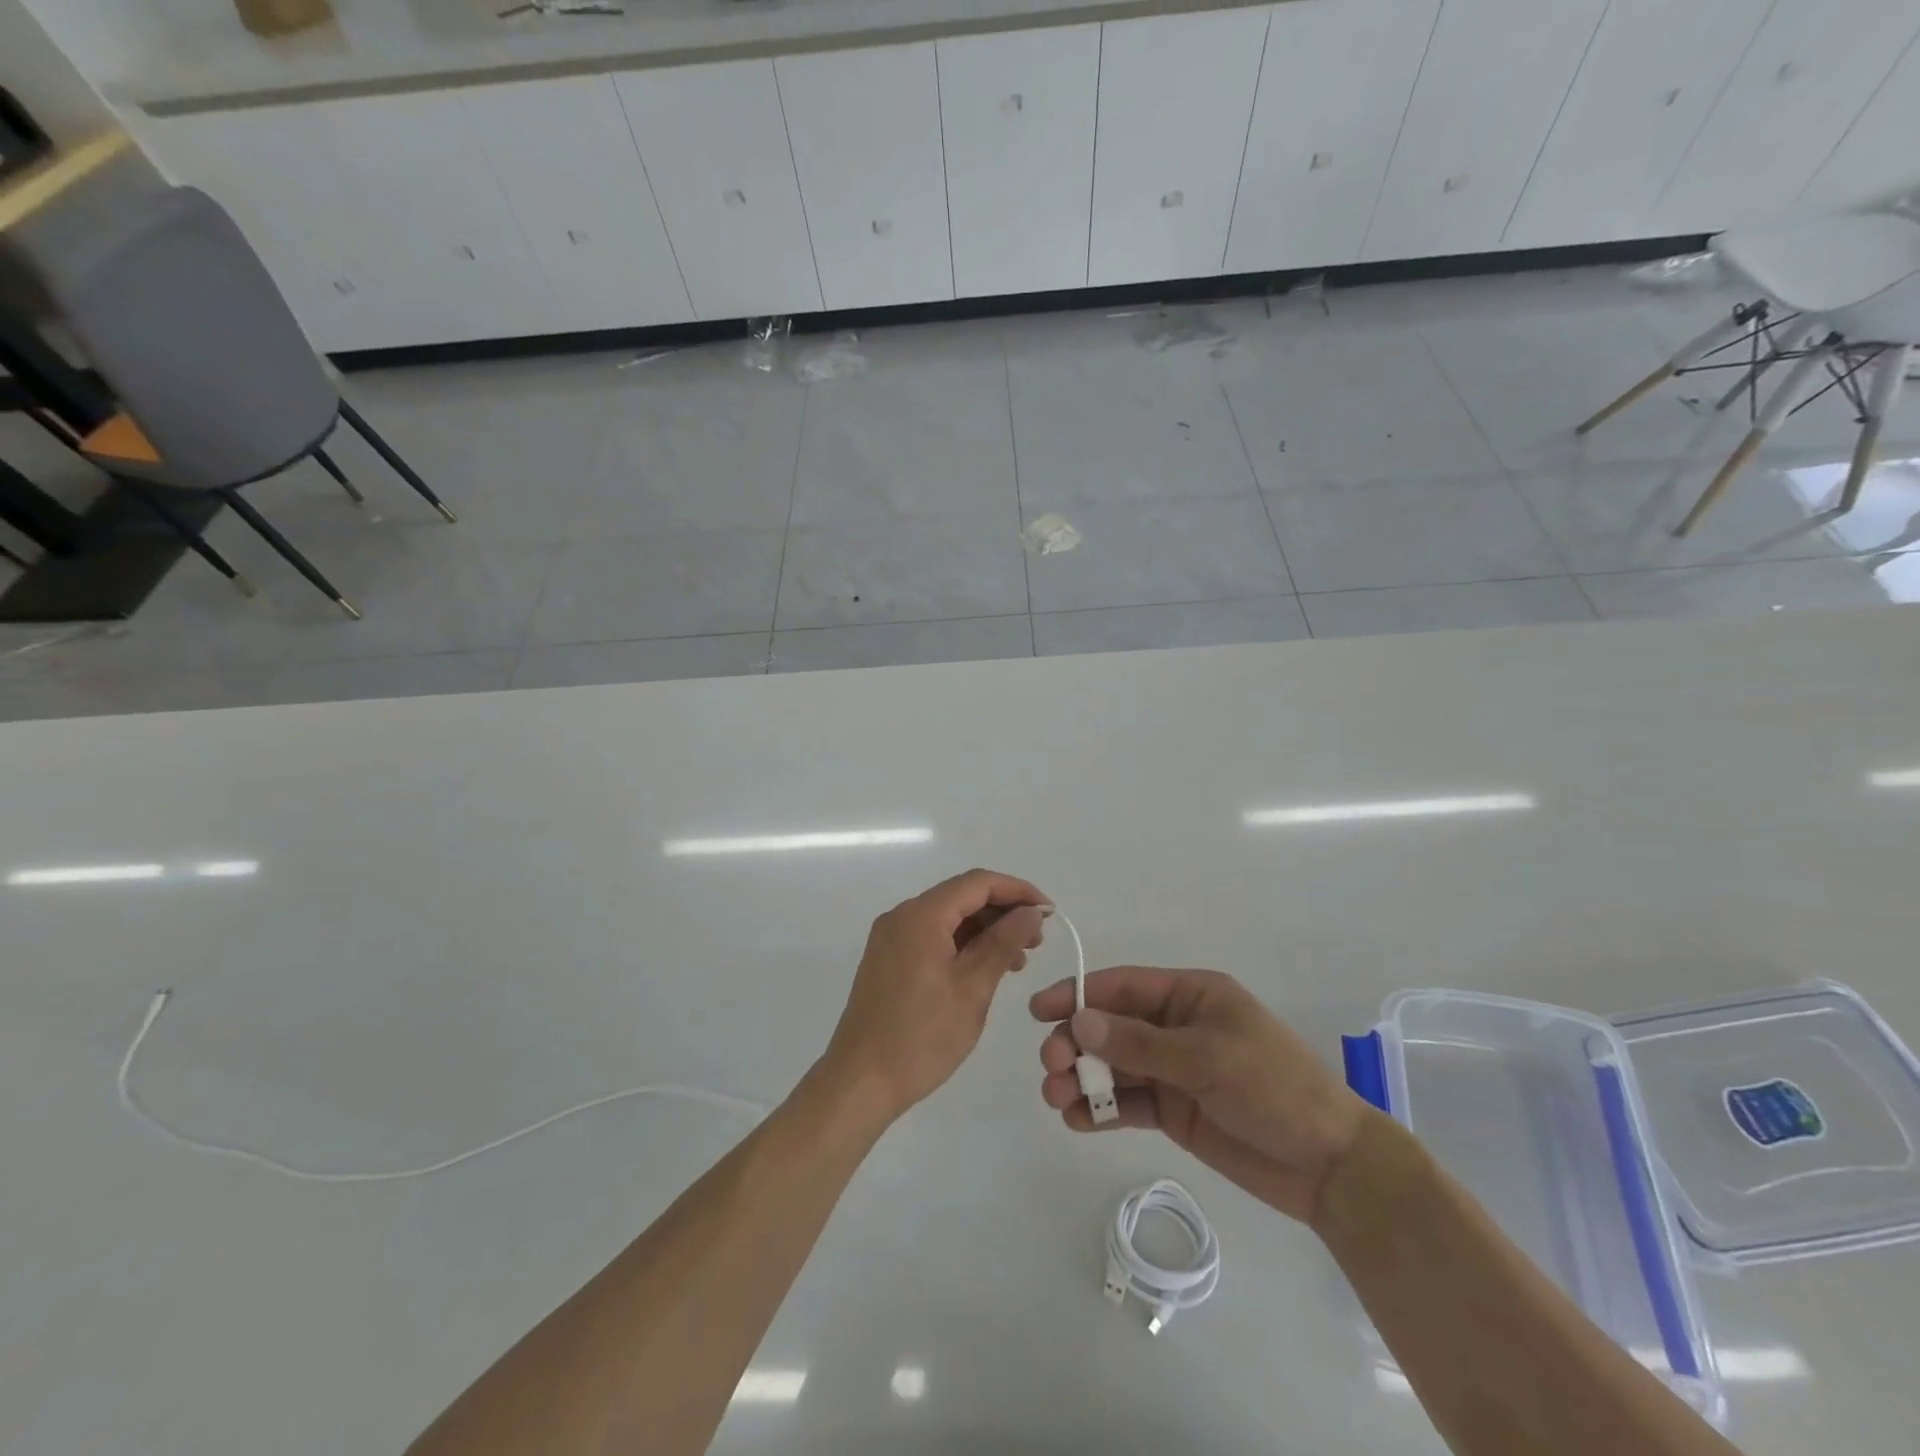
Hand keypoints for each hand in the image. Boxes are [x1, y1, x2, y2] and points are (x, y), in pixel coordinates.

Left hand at [819, 869, 1048, 1123]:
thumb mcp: (973, 988)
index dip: (1017, 890)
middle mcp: (902, 916)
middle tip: (1037, 941)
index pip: (977, 883)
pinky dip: (962, 945)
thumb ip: (1003, 943)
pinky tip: (986, 968)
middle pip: (961, 897)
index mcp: (921, 915)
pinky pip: (932, 937)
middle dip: (1003, 912)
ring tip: (1018, 960)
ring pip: (948, 918)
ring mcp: (891, 937)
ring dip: (984, 931)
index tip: (1049, 913)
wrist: (860, 1081)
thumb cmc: (922, 1036)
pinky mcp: (888, 959)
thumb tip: (1031, 912)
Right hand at [1032, 967, 1375, 1222]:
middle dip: (1077, 1042)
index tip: (1039, 1011)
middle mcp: (1176, 1027)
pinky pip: (1128, 1103)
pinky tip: (1078, 1120)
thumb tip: (1079, 1022)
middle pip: (1111, 1026)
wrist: (1329, 1166)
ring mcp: (1174, 1070)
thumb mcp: (1206, 1057)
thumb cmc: (1272, 1088)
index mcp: (1190, 996)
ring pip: (1114, 1066)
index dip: (1078, 994)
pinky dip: (1101, 1109)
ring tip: (1057, 1098)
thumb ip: (1139, 1042)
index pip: (1122, 987)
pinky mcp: (1174, 1111)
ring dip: (1083, 1078)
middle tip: (1052, 1067)